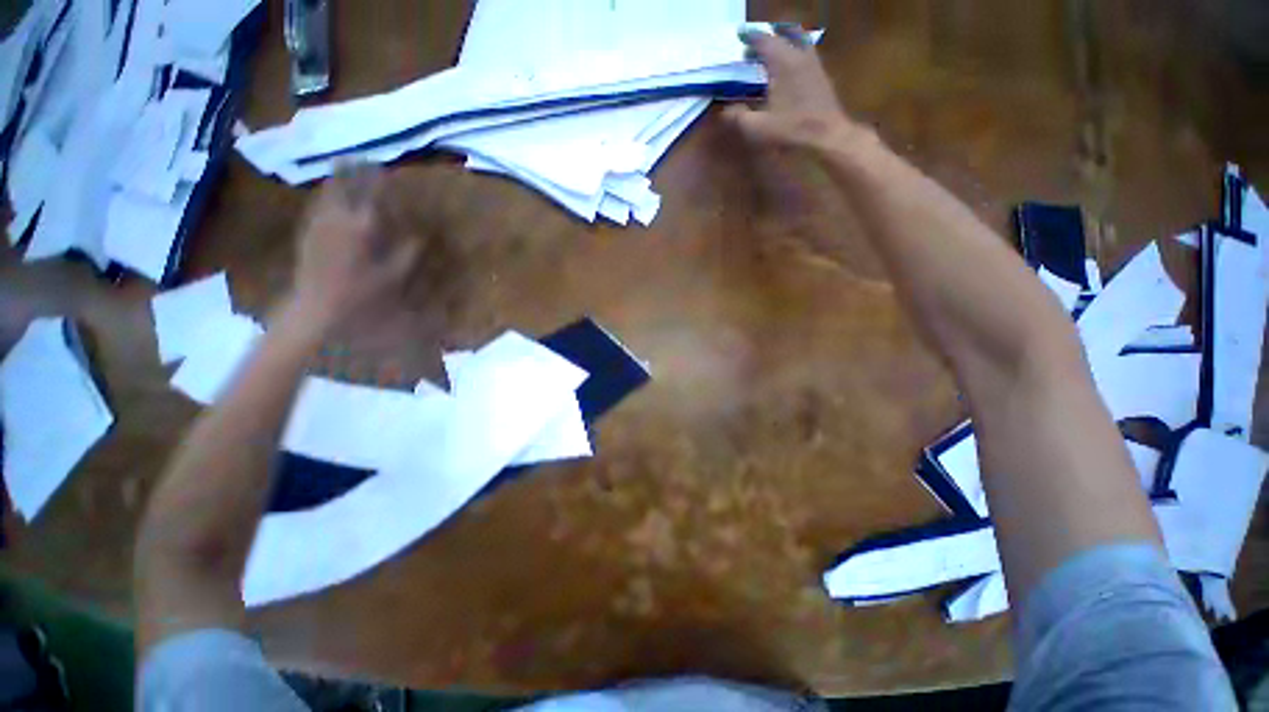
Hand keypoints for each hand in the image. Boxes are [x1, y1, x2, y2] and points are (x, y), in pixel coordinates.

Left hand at [285, 164, 420, 335]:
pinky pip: (318, 204)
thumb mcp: (395, 276)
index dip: (377, 178)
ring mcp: (319, 223)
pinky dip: (325, 194)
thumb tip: (420, 236)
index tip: (383, 166)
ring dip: (336, 178)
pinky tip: (327, 193)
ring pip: (327, 192)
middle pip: (344, 185)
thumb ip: (408, 253)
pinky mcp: (307, 232)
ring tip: (342, 166)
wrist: (318, 307)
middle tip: (359, 157)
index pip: (371, 193)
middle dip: (353, 169)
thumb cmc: (362, 294)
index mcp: (362, 226)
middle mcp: (338, 218)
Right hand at [724, 27, 858, 151]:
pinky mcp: (821, 76)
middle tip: (752, 48)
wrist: (827, 137)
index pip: (764, 41)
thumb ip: (739, 117)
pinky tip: (786, 71)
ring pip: (798, 41)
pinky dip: (793, 54)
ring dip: (783, 42)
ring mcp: (813, 64)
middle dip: (767, 38)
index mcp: (783, 63)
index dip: (750, 37)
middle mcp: (799, 56)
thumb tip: (725, 110)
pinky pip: (805, 54)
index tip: (740, 36)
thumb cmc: (791, 131)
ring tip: (770, 55)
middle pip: (783, 35)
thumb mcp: (759, 128)